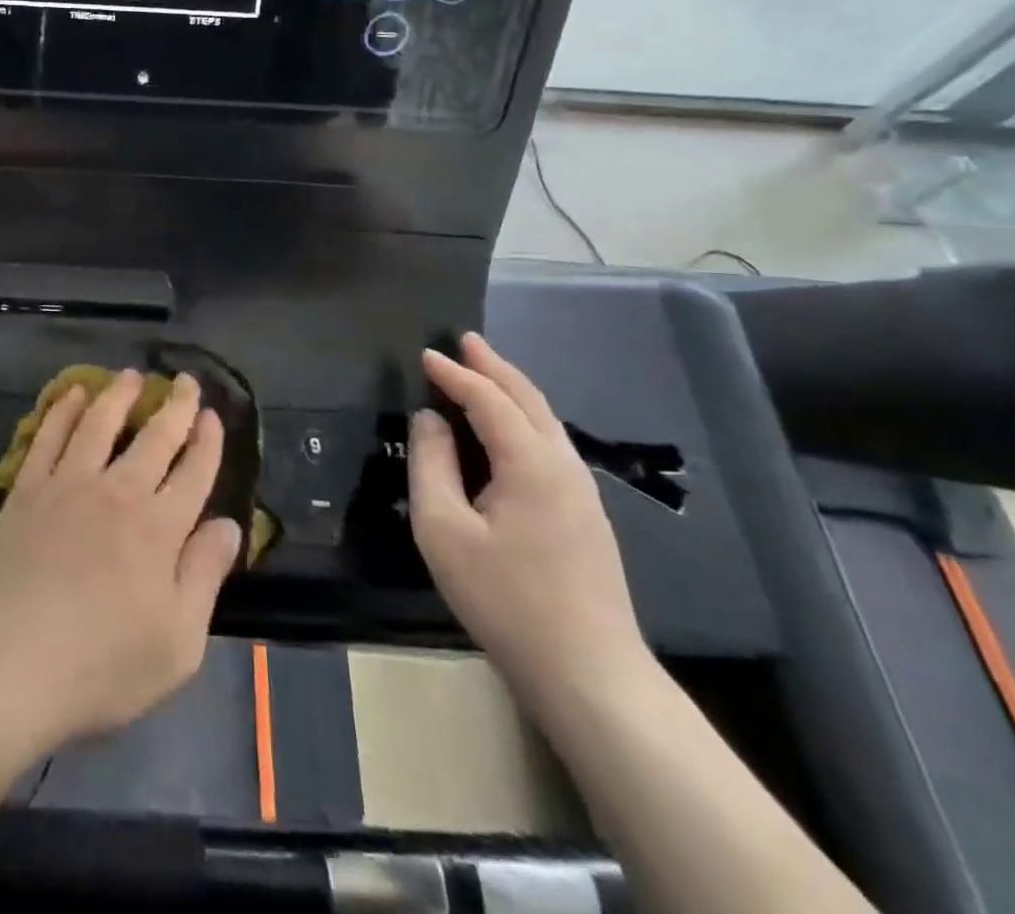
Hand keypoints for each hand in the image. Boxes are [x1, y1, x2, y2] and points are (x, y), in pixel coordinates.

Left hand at [0, 370, 243, 749]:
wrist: (10, 667)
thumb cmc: (101, 667)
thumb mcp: (177, 643)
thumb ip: (205, 576)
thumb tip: (230, 525)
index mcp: (159, 528)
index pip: (194, 472)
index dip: (207, 442)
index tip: (213, 416)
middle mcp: (118, 492)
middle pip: (154, 437)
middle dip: (176, 406)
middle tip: (185, 381)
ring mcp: (68, 485)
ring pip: (100, 424)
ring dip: (119, 395)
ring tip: (130, 375)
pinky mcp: (27, 490)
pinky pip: (49, 436)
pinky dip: (63, 410)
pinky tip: (72, 395)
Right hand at [408, 333, 650, 714]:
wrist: (589, 675)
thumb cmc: (505, 599)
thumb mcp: (444, 530)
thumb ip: (432, 464)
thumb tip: (430, 419)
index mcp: (531, 462)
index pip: (489, 399)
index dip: (455, 374)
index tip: (425, 353)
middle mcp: (564, 464)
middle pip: (527, 398)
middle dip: (494, 366)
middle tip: (464, 340)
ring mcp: (582, 491)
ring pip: (544, 421)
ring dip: (511, 390)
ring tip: (482, 371)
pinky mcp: (585, 515)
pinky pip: (550, 444)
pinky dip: (523, 418)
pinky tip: (507, 428)